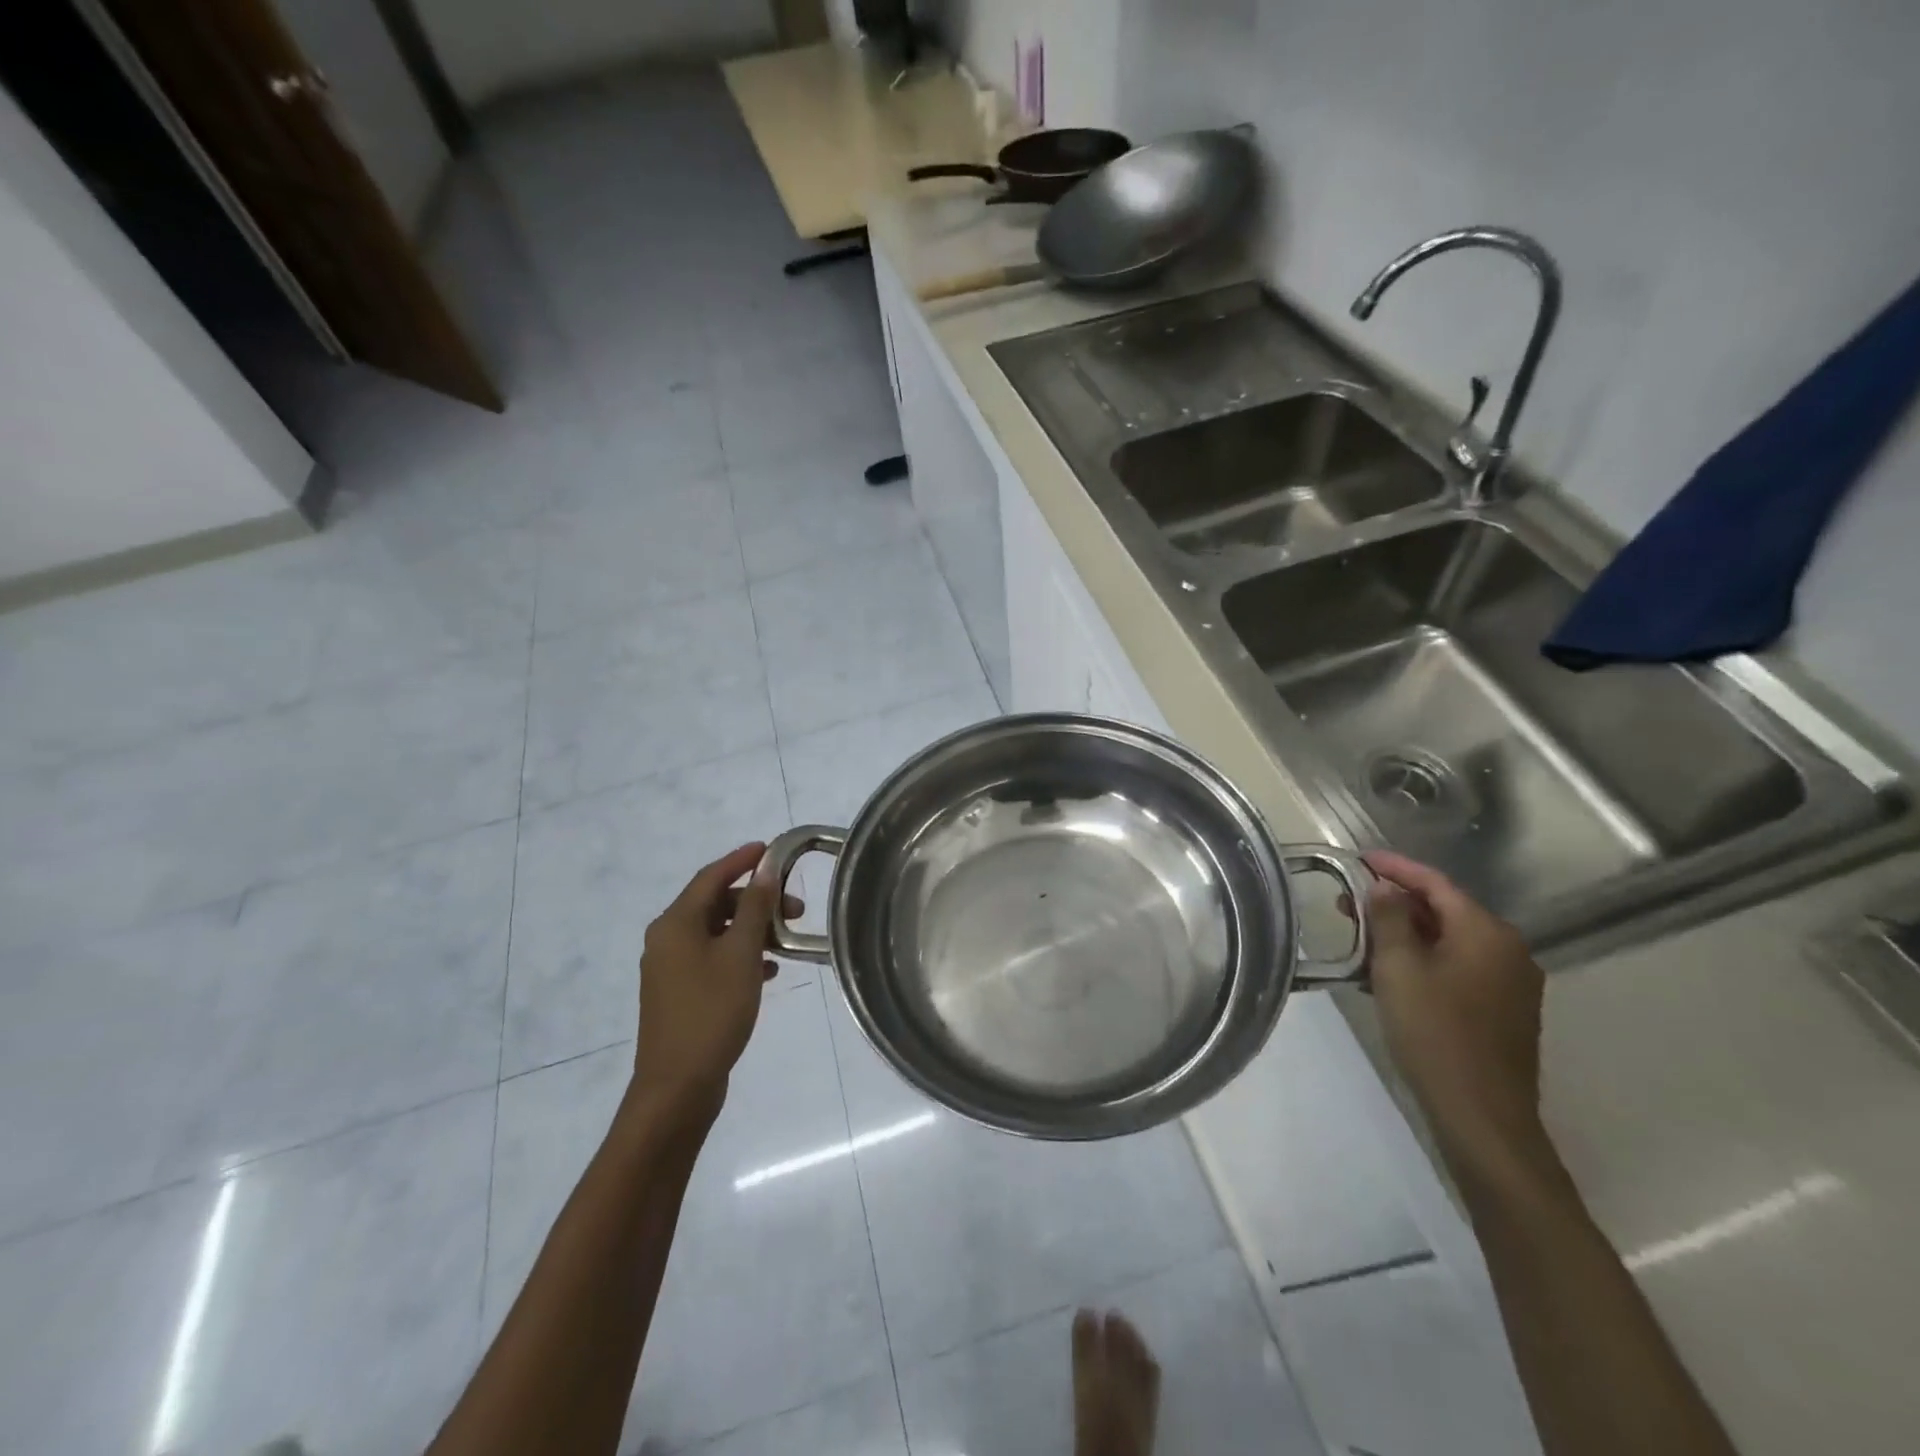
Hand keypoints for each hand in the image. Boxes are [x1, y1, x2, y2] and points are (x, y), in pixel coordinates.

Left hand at [632, 844, 798, 1124]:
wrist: (677, 1087)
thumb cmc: (712, 1012)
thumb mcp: (741, 954)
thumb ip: (755, 908)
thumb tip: (766, 871)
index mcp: (675, 924)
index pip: (711, 877)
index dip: (741, 859)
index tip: (770, 848)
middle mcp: (666, 939)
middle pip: (714, 904)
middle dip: (755, 901)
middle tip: (795, 908)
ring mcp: (670, 969)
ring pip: (716, 933)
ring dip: (750, 929)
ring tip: (787, 940)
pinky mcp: (678, 994)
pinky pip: (712, 959)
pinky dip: (740, 955)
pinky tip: (768, 970)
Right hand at [1363, 850, 1554, 1185]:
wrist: (1481, 1114)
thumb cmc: (1435, 1032)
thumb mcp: (1398, 968)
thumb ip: (1388, 918)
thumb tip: (1384, 888)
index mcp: (1486, 932)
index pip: (1435, 883)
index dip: (1395, 867)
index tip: (1358, 860)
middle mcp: (1507, 950)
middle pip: (1444, 910)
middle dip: (1394, 903)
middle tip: (1346, 903)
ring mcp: (1510, 982)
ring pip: (1448, 940)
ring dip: (1405, 934)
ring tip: (1360, 938)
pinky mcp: (1503, 1010)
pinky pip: (1457, 967)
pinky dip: (1423, 960)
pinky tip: (1388, 974)